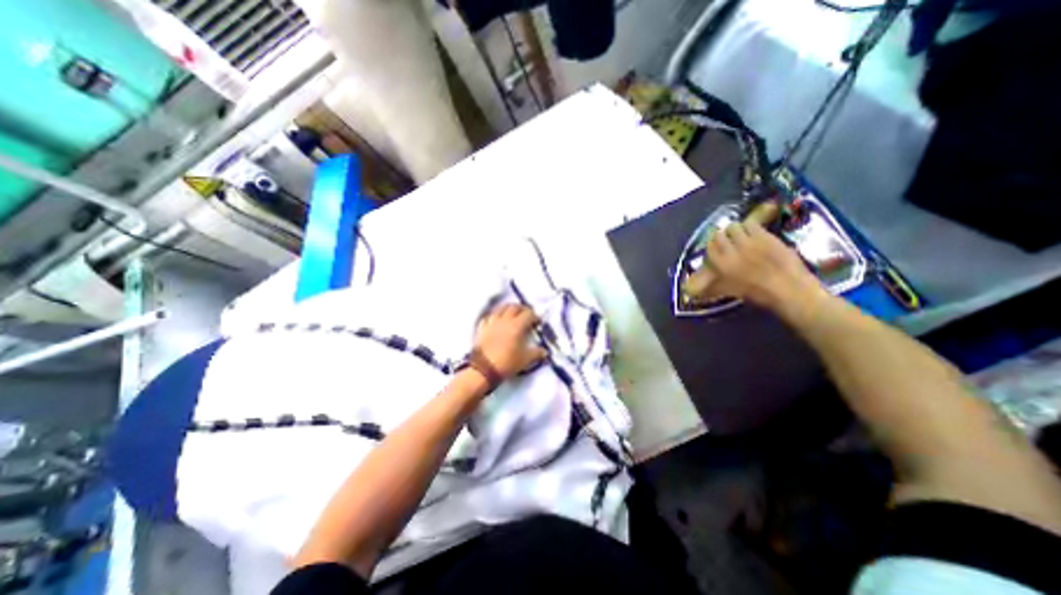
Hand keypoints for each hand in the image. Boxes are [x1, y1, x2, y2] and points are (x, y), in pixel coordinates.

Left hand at [478, 305, 552, 378]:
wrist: (483, 370)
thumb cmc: (506, 363)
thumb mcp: (525, 360)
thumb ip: (536, 353)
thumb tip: (544, 351)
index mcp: (517, 325)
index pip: (528, 314)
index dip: (535, 316)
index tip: (537, 322)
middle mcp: (504, 320)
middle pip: (514, 307)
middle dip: (522, 309)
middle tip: (526, 315)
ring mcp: (491, 322)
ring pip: (500, 308)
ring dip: (508, 309)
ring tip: (512, 314)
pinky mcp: (482, 328)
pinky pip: (489, 316)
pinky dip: (495, 316)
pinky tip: (496, 320)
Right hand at [699, 216, 827, 310]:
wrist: (789, 289)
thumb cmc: (759, 294)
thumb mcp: (730, 291)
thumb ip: (714, 284)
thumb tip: (696, 289)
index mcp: (720, 264)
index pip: (709, 247)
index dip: (713, 247)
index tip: (717, 249)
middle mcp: (730, 250)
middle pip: (720, 234)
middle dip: (723, 237)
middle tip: (730, 241)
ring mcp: (748, 241)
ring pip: (734, 226)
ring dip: (736, 230)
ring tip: (742, 235)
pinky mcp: (764, 236)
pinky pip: (752, 224)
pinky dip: (751, 227)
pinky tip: (755, 233)